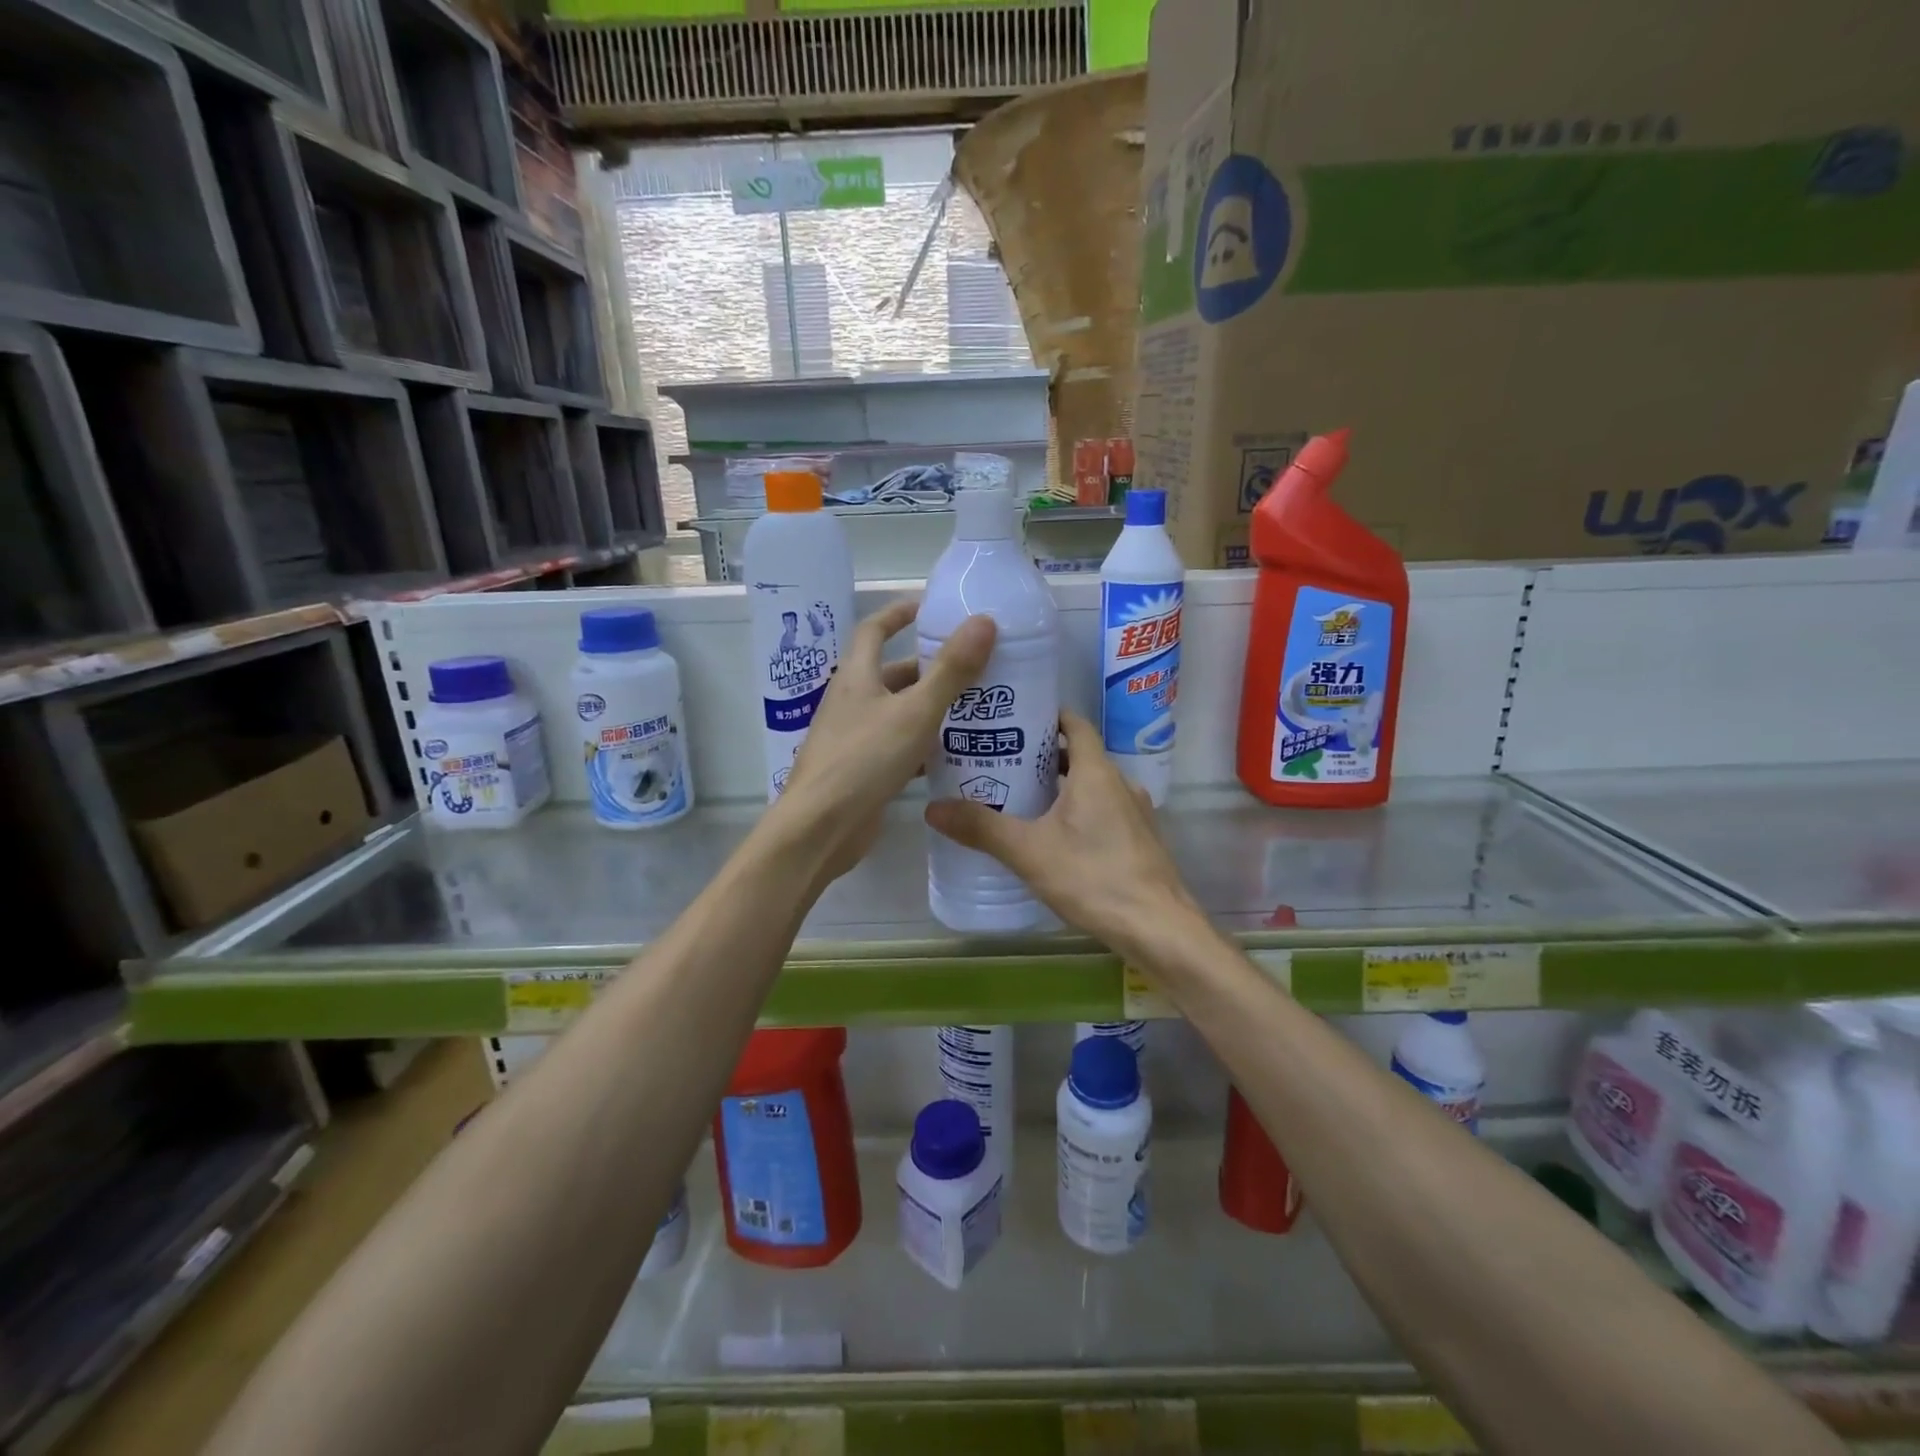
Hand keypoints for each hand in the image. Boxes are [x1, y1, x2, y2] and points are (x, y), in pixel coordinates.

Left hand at [772, 598, 995, 886]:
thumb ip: (951, 670)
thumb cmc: (864, 759)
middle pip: (892, 674)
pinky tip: (954, 754)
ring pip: (898, 713)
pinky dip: (923, 745)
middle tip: (973, 668)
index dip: (899, 614)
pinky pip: (897, 747)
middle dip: (929, 668)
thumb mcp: (916, 711)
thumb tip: (984, 621)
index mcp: (856, 676)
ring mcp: (854, 738)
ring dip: (930, 708)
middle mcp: (852, 702)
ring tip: (975, 708)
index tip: (930, 607)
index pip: (874, 630)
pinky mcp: (862, 771)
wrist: (821, 828)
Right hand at [924, 710, 1202, 959]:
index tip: (1012, 719)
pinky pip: (1105, 810)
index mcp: (1096, 772)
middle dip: (1043, 756)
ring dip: (1061, 786)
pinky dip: (1079, 810)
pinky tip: (1055, 836)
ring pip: (1093, 785)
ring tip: (1022, 799)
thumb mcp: (1029, 852)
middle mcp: (1121, 783)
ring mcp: (1136, 812)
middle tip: (1002, 762)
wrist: (1158, 928)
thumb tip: (932, 807)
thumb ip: (981, 828)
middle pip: (1080, 755)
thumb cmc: (1093, 878)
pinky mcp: (1141, 839)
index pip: (1074, 724)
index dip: (1046, 717)